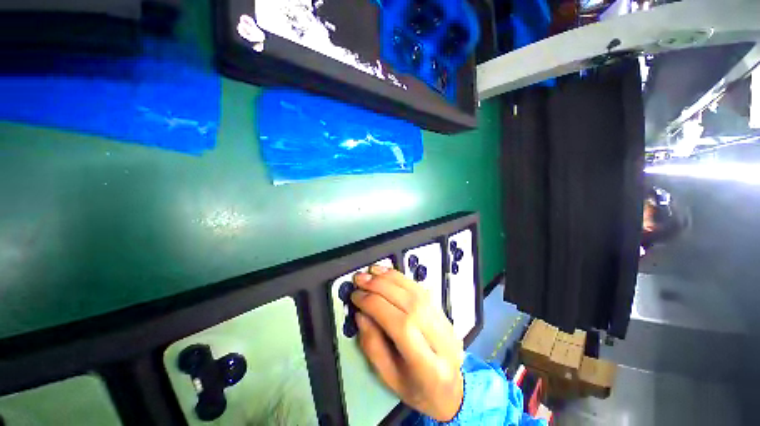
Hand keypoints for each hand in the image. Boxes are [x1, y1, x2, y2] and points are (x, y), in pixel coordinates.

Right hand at [351, 265, 464, 421]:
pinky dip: (401, 278)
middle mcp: (442, 339)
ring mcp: (445, 322)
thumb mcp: (390, 378)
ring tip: (371, 273)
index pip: (402, 326)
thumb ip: (372, 346)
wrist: (453, 388)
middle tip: (360, 280)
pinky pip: (420, 288)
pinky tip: (387, 273)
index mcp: (429, 367)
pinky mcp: (442, 310)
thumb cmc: (418, 390)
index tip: (356, 297)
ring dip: (390, 278)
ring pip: (416, 292)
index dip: (376, 306)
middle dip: (380, 287)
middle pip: (410, 304)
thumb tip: (361, 314)